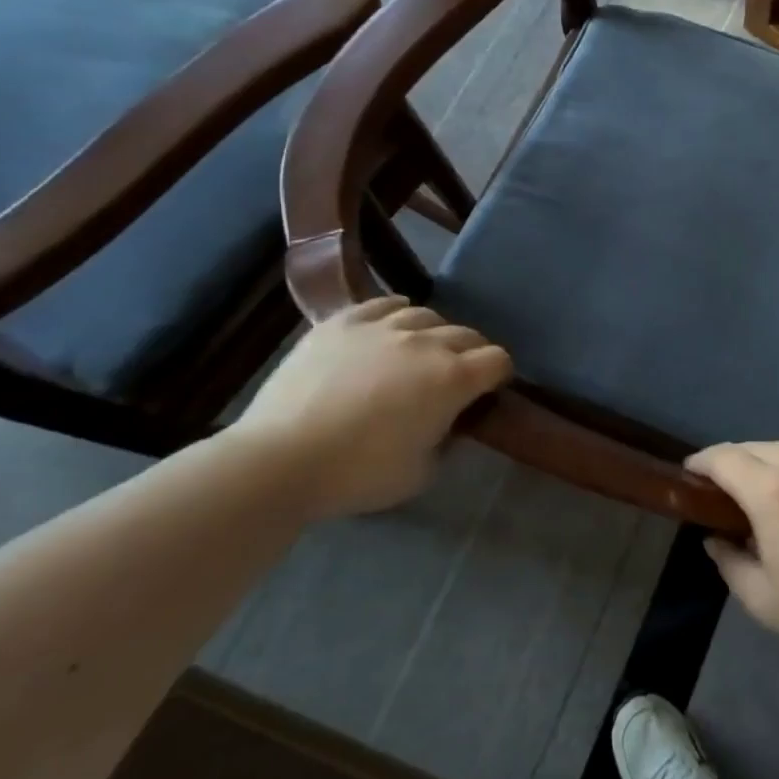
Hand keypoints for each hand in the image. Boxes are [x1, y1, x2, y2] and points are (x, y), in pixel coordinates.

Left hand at [235, 297, 511, 519]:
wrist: (279, 460)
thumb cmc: (358, 474)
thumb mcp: (422, 473)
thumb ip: (446, 440)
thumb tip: (447, 423)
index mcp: (453, 379)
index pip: (498, 359)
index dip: (499, 375)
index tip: (488, 392)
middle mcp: (426, 343)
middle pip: (467, 334)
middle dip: (472, 353)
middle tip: (457, 376)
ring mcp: (383, 327)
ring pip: (426, 315)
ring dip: (434, 333)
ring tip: (421, 351)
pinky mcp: (343, 323)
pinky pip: (382, 304)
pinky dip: (395, 312)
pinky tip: (391, 324)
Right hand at [686, 441, 778, 661]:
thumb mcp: (764, 600)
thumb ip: (728, 562)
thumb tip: (714, 537)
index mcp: (771, 491)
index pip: (723, 458)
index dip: (702, 461)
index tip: (691, 472)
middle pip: (755, 448)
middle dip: (734, 463)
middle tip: (728, 490)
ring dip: (772, 465)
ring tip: (773, 493)